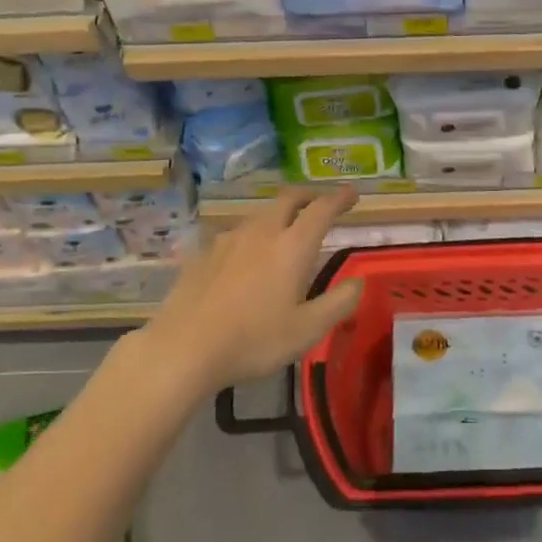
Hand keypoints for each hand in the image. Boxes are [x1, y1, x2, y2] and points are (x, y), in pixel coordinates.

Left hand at [138, 186, 363, 391]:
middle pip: (288, 199)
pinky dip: (251, 234)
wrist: (182, 348)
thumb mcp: (307, 330)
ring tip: (286, 229)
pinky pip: (235, 233)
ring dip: (279, 213)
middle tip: (321, 203)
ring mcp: (227, 240)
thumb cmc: (253, 340)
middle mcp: (261, 232)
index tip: (352, 193)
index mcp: (291, 246)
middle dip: (309, 195)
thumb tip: (358, 281)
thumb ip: (338, 302)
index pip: (321, 209)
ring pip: (260, 214)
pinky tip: (246, 255)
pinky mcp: (203, 254)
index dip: (339, 197)